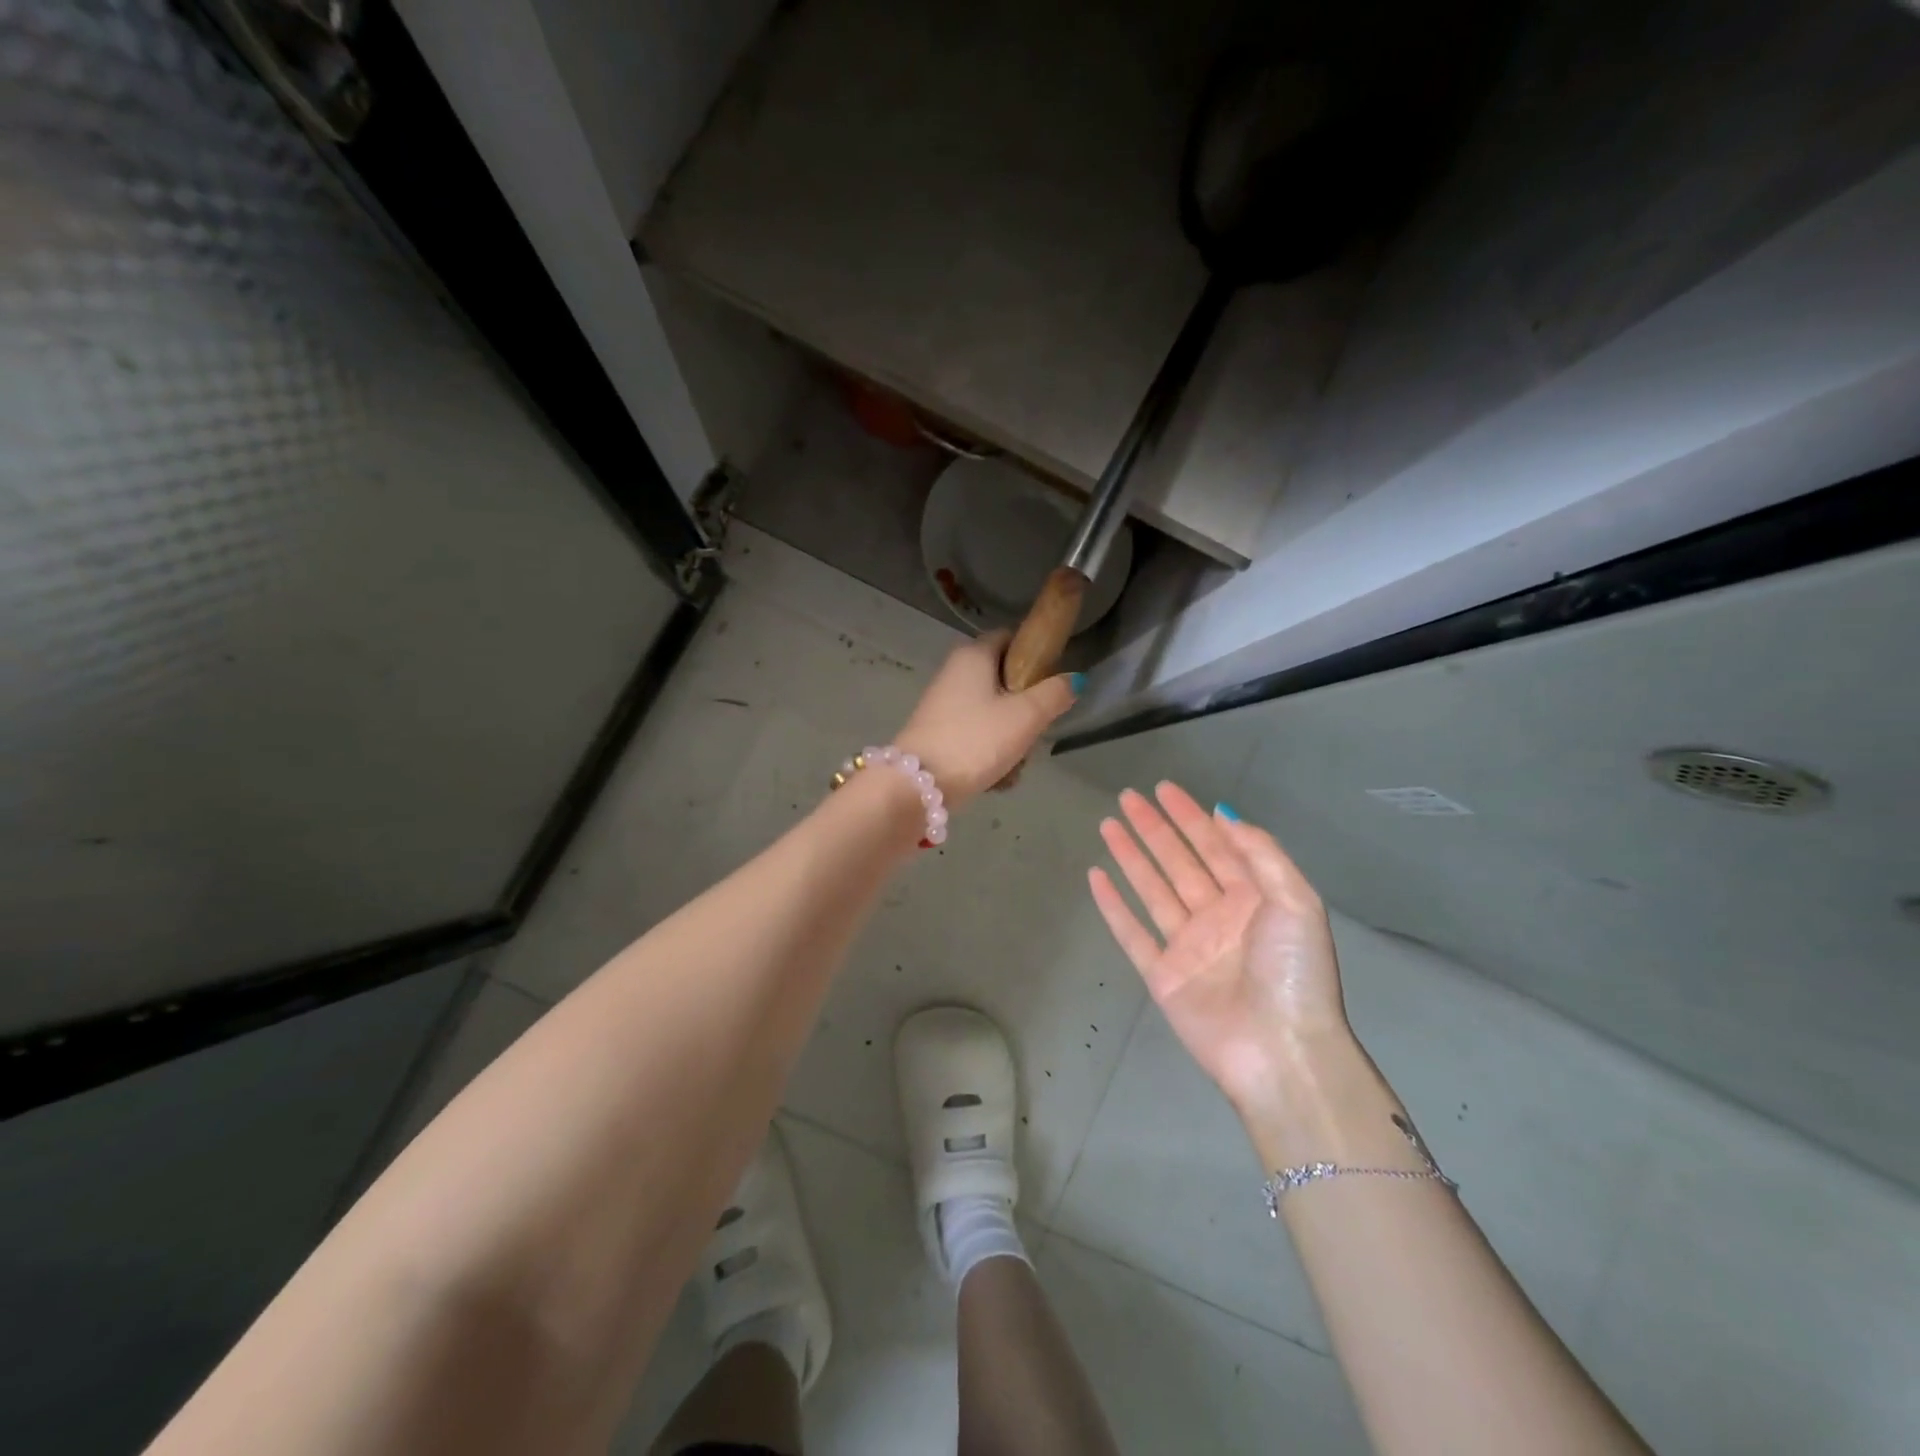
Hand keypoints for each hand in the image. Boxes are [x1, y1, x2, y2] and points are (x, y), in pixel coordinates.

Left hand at [895, 631, 1077, 808]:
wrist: (918, 785)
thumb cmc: (976, 740)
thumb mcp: (1026, 717)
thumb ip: (1054, 694)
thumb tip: (1074, 679)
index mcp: (973, 655)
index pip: (1010, 638)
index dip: (1034, 655)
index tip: (1050, 684)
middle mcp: (954, 672)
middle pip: (1004, 680)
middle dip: (1025, 708)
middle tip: (1035, 731)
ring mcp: (943, 704)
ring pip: (993, 712)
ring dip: (1010, 737)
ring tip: (1015, 762)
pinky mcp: (938, 733)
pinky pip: (976, 735)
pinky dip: (990, 752)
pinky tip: (997, 776)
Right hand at [1088, 782, 1351, 1114]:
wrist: (1280, 1052)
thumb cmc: (1293, 972)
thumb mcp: (1295, 901)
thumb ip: (1261, 854)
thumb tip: (1224, 814)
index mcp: (1254, 900)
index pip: (1216, 846)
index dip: (1191, 816)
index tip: (1164, 789)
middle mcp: (1219, 917)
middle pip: (1179, 861)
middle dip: (1155, 828)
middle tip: (1128, 797)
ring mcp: (1188, 946)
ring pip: (1152, 889)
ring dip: (1132, 857)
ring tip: (1108, 825)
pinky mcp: (1162, 975)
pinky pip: (1132, 932)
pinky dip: (1113, 906)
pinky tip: (1097, 878)